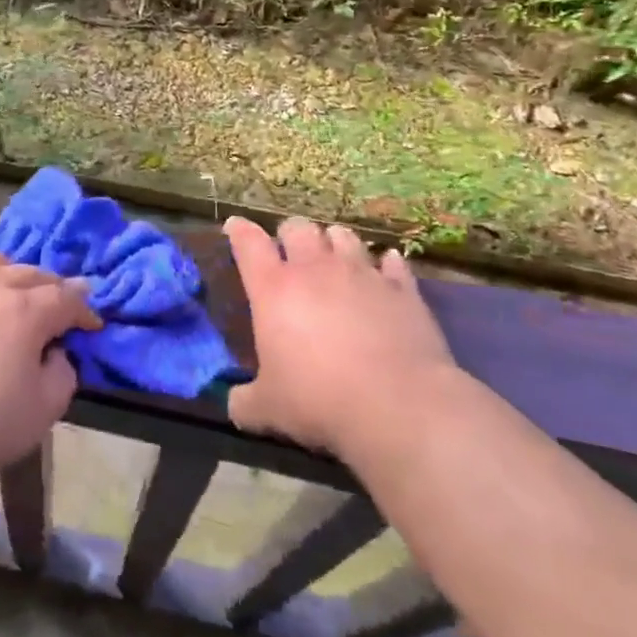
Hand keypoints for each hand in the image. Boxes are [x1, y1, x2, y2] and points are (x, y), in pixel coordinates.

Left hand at [0, 253, 101, 506]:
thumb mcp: (40, 414)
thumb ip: (61, 375)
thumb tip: (54, 352)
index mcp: (24, 309)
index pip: (66, 296)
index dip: (84, 310)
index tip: (91, 325)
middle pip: (30, 273)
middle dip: (51, 289)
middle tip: (57, 311)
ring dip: (11, 276)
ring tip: (12, 296)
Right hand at [224, 216, 459, 455]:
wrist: (399, 407)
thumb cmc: (319, 400)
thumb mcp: (268, 409)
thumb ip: (245, 401)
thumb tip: (234, 406)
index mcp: (273, 288)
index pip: (248, 242)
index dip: (239, 230)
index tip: (234, 226)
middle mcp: (315, 269)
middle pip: (297, 227)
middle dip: (290, 233)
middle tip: (289, 250)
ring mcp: (362, 274)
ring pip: (343, 235)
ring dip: (334, 241)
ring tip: (334, 254)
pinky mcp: (402, 290)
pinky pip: (393, 263)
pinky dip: (386, 264)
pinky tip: (385, 270)